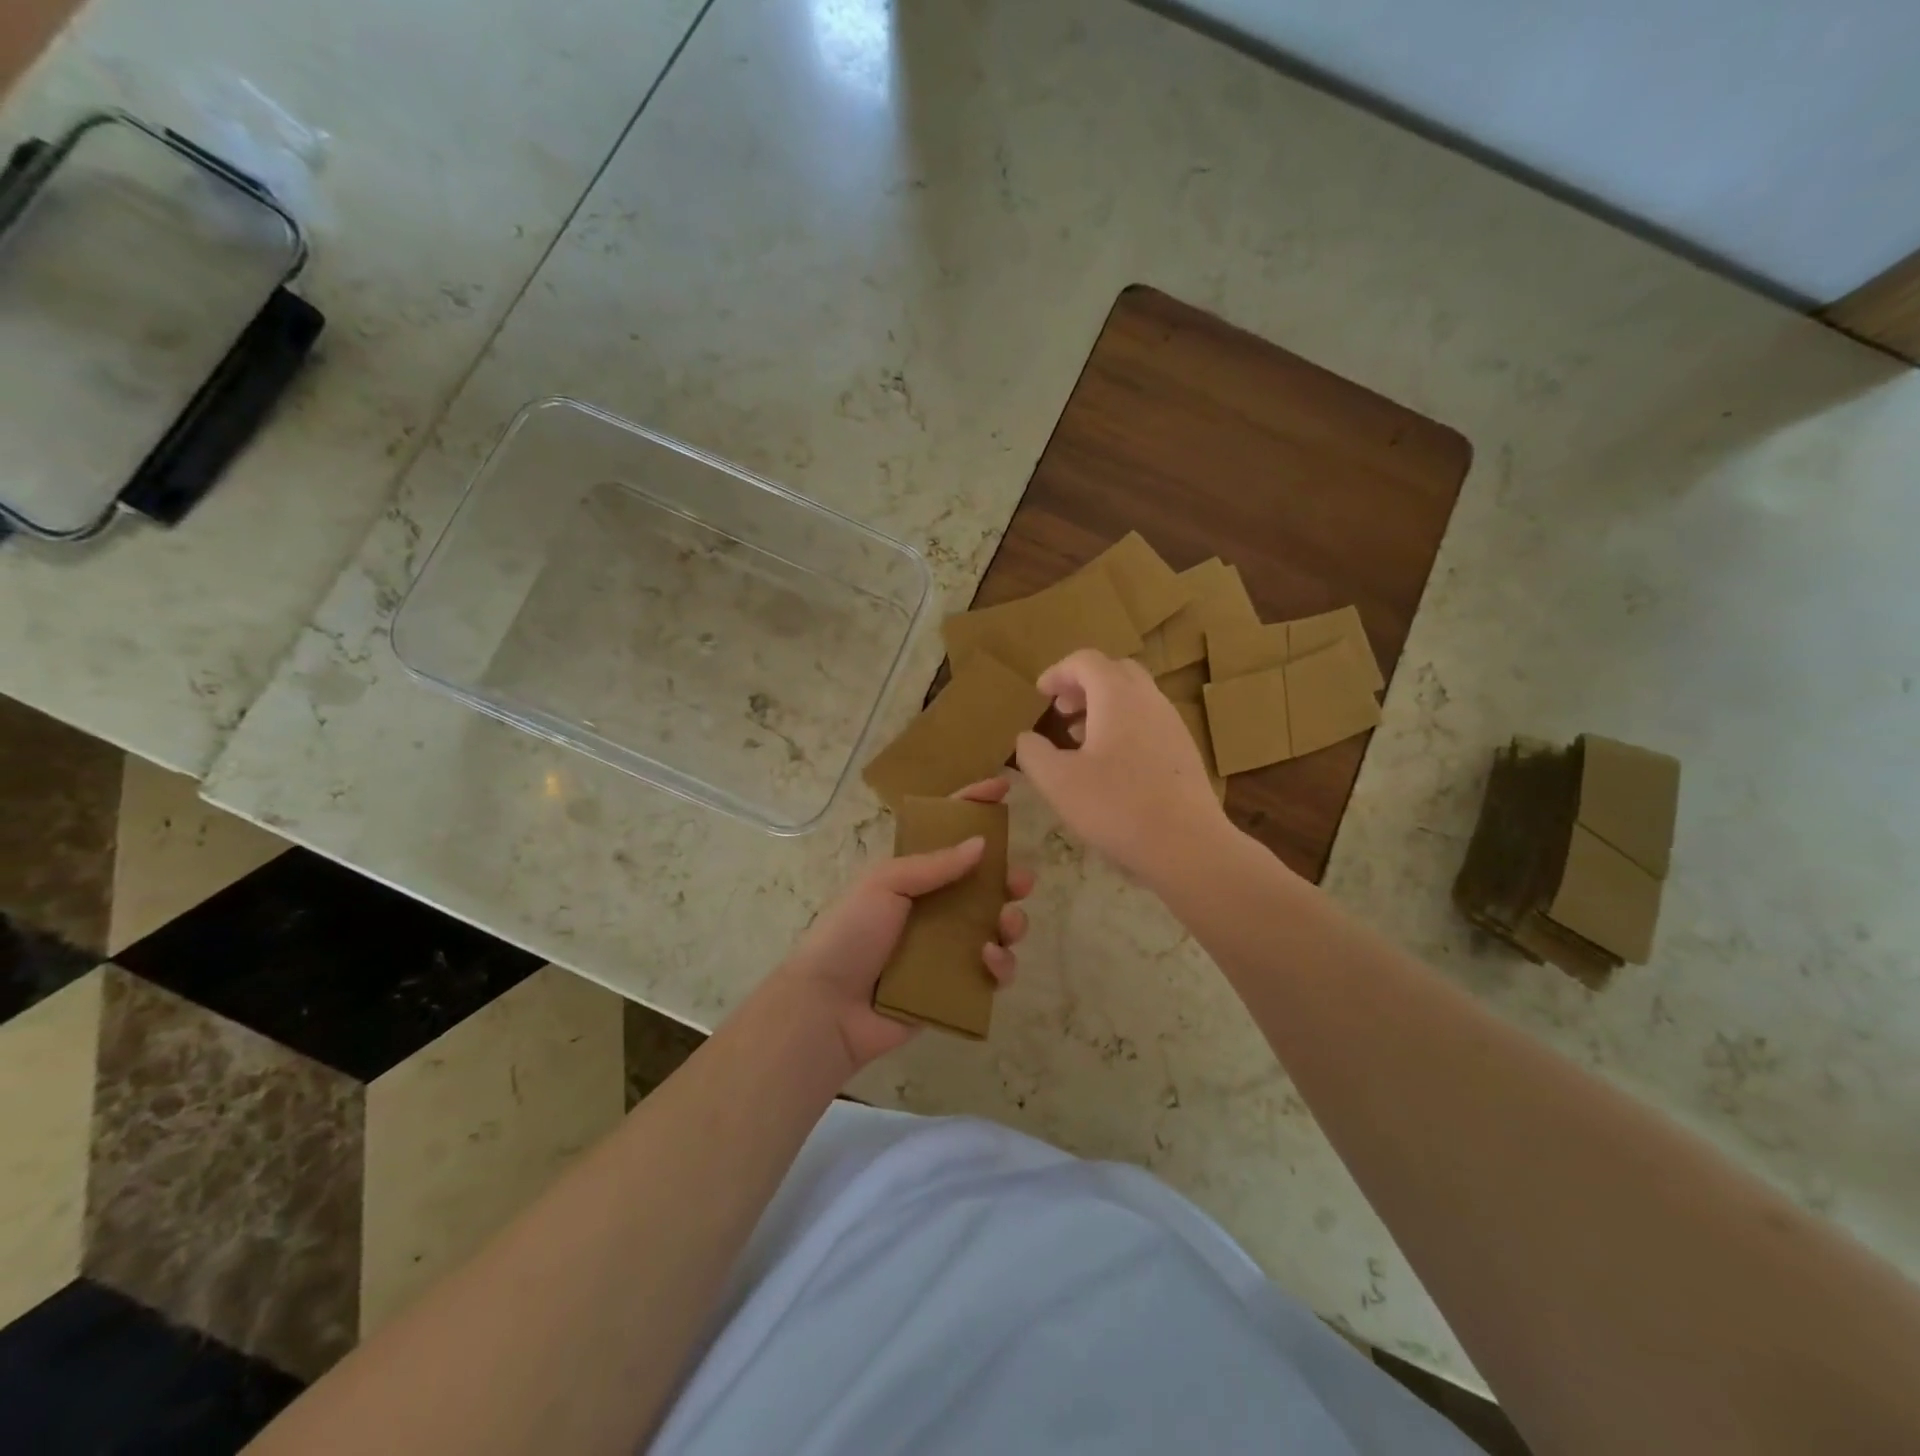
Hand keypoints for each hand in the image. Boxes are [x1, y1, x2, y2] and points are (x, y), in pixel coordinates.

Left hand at [765, 777, 1034, 1077]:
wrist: (828, 1007)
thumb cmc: (849, 934)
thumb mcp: (884, 884)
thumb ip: (933, 864)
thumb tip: (981, 843)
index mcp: (915, 877)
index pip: (948, 834)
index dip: (974, 806)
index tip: (1003, 787)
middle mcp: (935, 908)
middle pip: (985, 884)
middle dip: (1010, 877)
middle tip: (1021, 881)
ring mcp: (948, 948)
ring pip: (998, 927)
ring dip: (1012, 921)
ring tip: (1006, 924)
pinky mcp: (957, 985)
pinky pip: (994, 971)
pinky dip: (1001, 964)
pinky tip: (988, 960)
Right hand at [1015, 650, 1228, 885]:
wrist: (1187, 845)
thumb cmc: (1116, 807)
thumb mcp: (1057, 782)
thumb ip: (1033, 753)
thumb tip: (1026, 738)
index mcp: (1117, 696)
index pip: (1085, 661)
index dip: (1058, 672)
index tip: (1040, 694)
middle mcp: (1149, 699)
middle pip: (1114, 671)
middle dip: (1083, 683)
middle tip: (1061, 710)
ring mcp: (1172, 723)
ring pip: (1134, 696)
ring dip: (1103, 705)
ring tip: (1079, 737)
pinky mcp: (1183, 749)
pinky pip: (1148, 720)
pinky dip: (1123, 724)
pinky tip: (1110, 763)